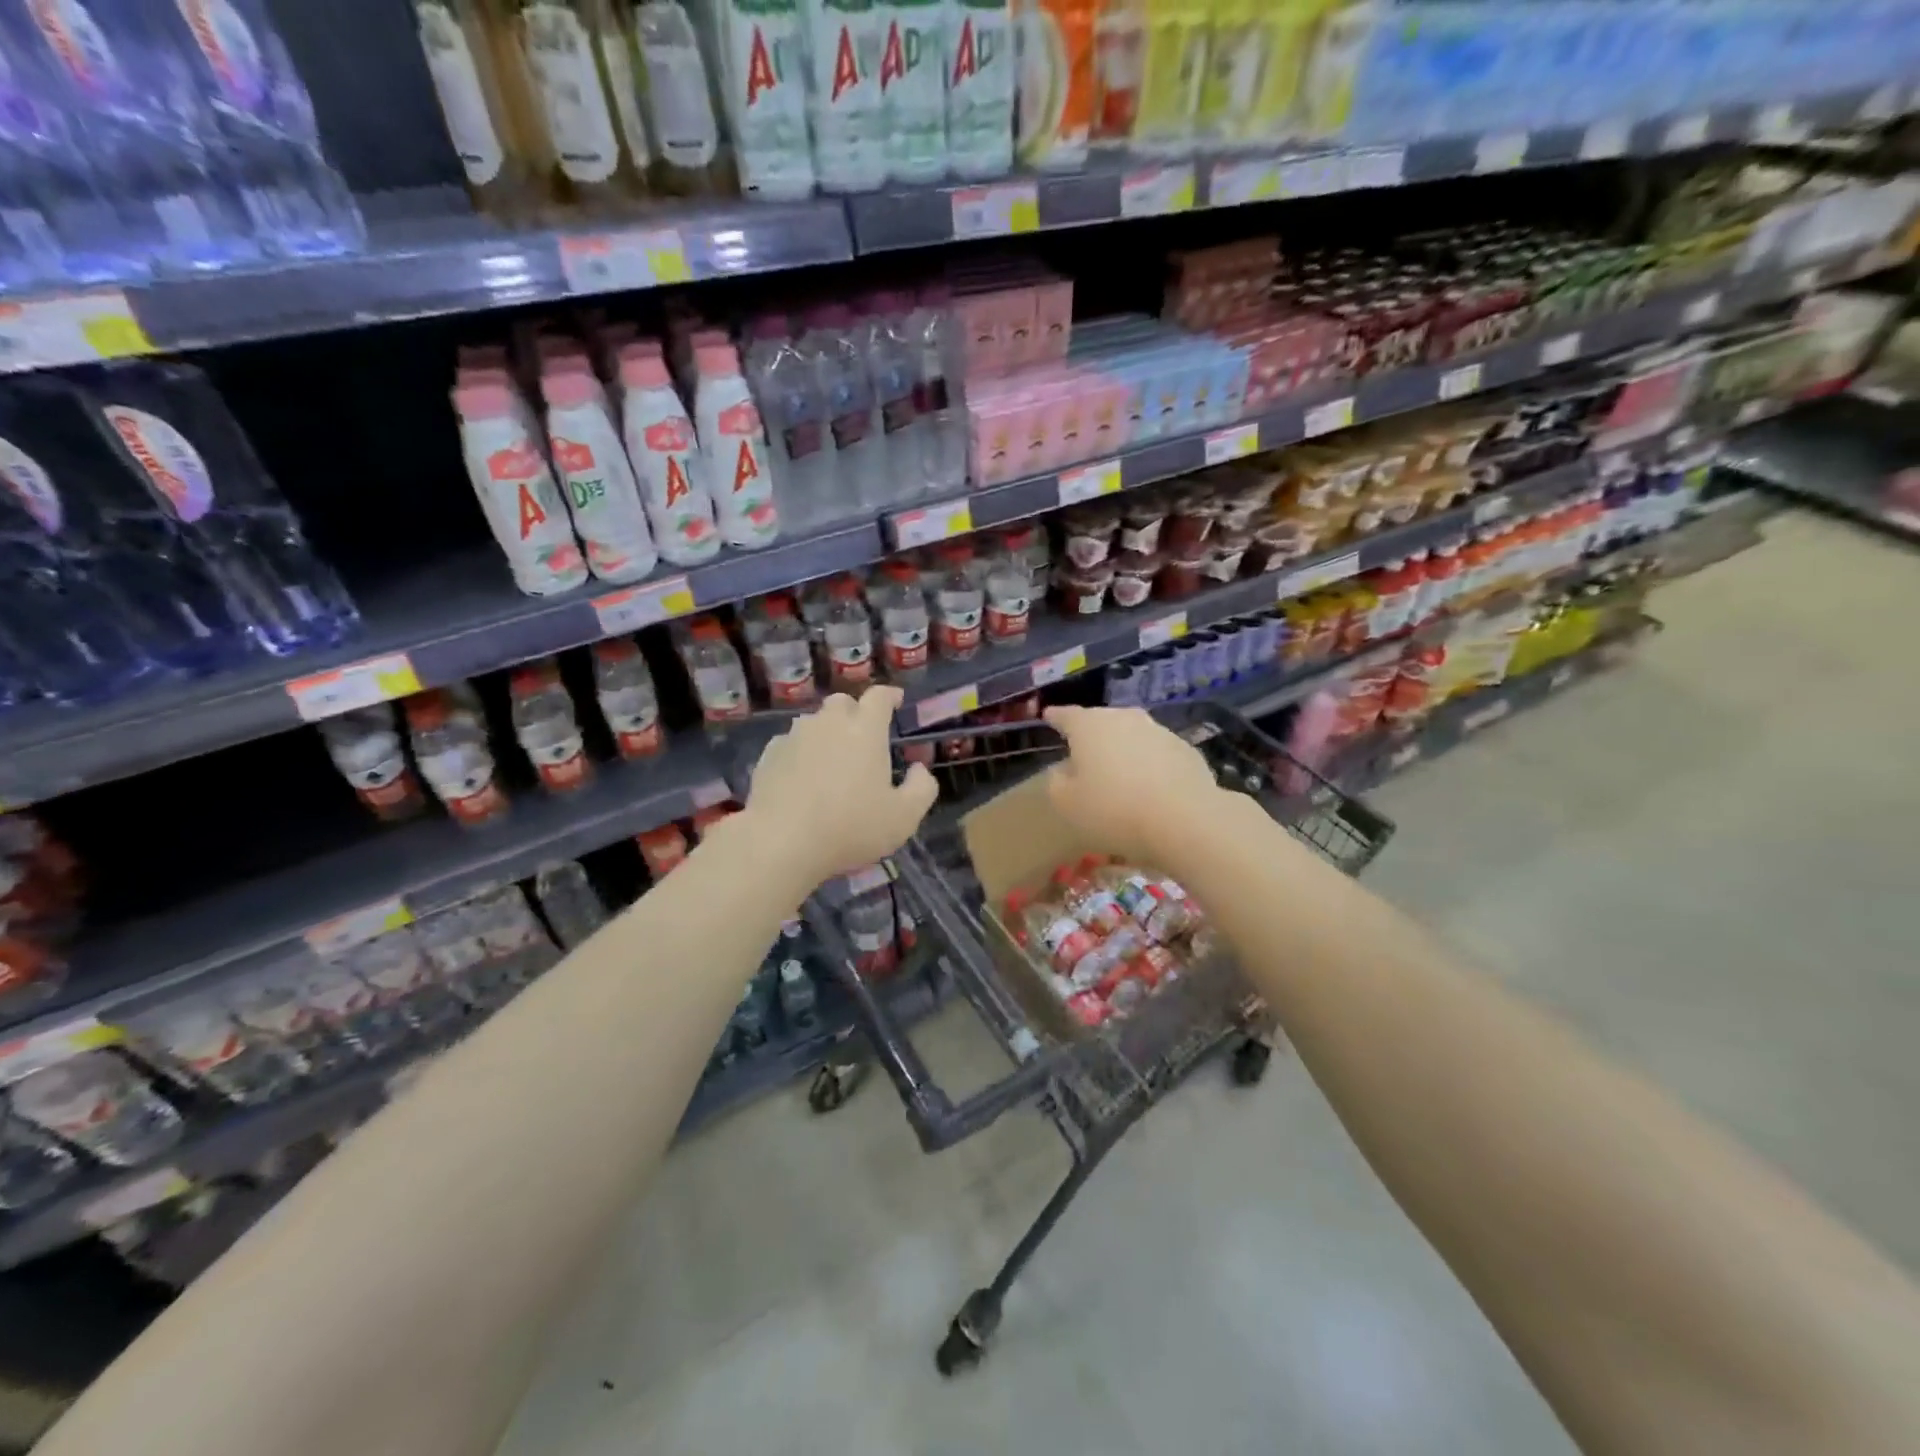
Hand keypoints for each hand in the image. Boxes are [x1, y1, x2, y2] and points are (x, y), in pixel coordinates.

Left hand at [742, 688, 937, 889]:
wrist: (781, 843)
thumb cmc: (851, 827)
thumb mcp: (904, 817)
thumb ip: (921, 788)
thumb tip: (919, 769)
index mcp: (865, 730)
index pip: (879, 697)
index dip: (890, 696)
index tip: (896, 700)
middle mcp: (828, 723)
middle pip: (842, 703)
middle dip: (855, 712)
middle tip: (863, 736)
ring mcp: (794, 737)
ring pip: (813, 723)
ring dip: (825, 733)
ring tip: (831, 761)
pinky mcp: (768, 756)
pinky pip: (789, 744)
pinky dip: (800, 753)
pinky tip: (801, 777)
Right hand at [1042, 705, 1225, 863]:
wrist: (1184, 820)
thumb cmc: (1113, 810)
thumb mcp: (1067, 803)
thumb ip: (1057, 782)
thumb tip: (1064, 770)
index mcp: (1089, 726)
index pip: (1066, 715)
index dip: (1055, 717)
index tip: (1048, 716)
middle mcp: (1124, 718)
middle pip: (1101, 721)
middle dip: (1091, 734)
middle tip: (1083, 752)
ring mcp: (1159, 731)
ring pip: (1132, 735)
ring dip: (1123, 749)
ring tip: (1118, 772)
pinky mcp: (1186, 750)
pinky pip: (1158, 754)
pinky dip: (1149, 764)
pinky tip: (1150, 787)